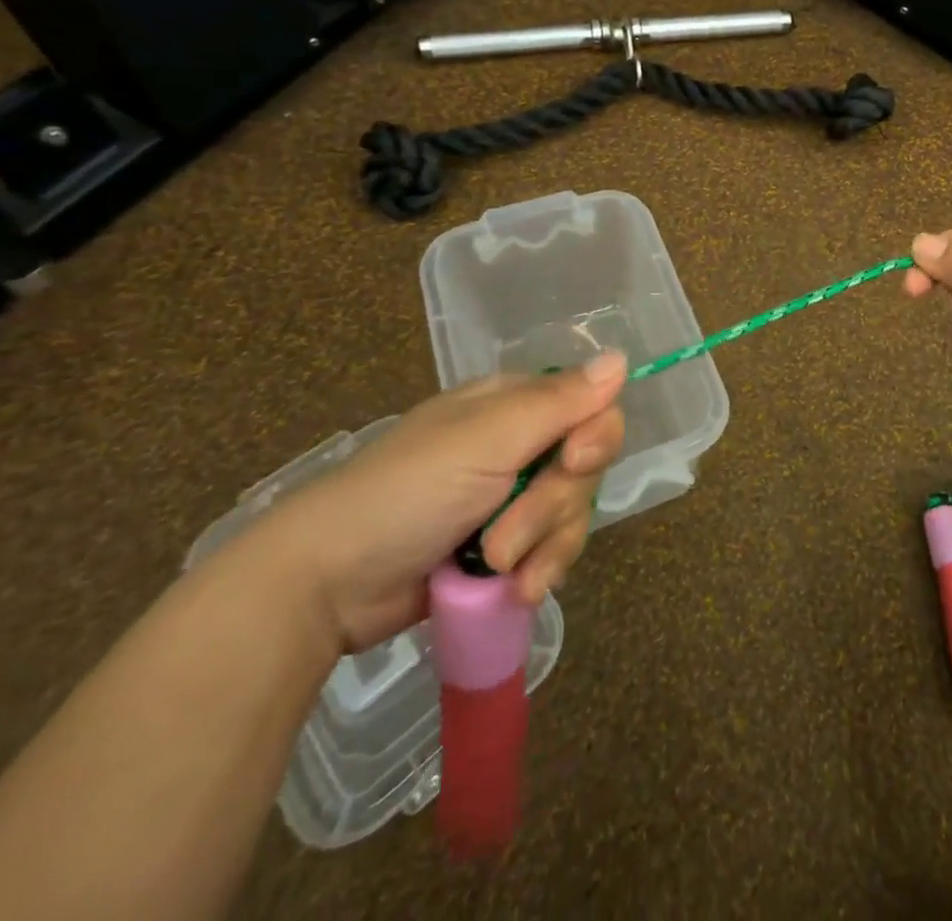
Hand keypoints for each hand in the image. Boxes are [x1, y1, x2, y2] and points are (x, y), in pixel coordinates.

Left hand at [249, 353, 626, 652]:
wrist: (327, 585)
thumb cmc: (406, 492)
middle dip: (554, 507)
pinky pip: (553, 553)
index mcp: (515, 406)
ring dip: (544, 548)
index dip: (594, 437)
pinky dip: (537, 573)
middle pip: (585, 467)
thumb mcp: (487, 439)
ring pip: (573, 514)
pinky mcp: (504, 551)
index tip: (571, 463)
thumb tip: (623, 358)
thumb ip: (560, 401)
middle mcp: (521, 445)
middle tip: (506, 536)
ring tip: (497, 571)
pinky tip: (513, 593)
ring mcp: (512, 500)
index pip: (592, 407)